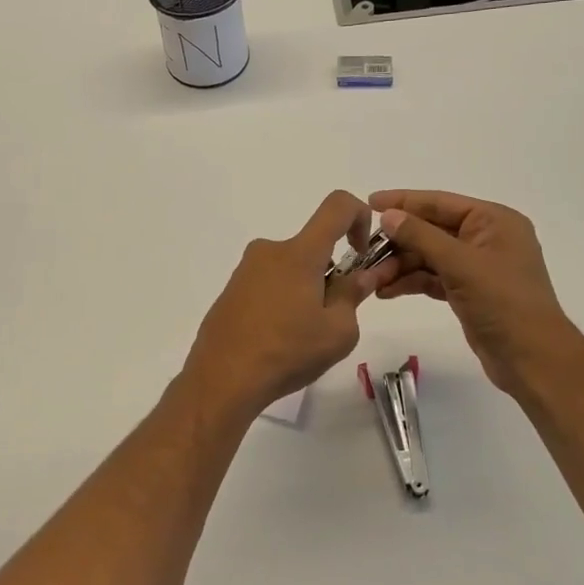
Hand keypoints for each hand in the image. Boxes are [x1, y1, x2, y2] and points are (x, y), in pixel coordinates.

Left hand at [180, 191, 379, 417]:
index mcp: (299, 252)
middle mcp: (270, 250)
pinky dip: (283, 301)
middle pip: (313, 247)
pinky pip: (269, 283)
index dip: (361, 217)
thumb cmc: (287, 352)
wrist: (222, 378)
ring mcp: (246, 269)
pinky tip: (277, 339)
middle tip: (331, 318)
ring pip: (291, 268)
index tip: (361, 253)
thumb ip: (354, 295)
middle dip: (331, 274)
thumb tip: (362, 275)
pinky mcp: (231, 289)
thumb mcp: (338, 331)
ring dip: (306, 290)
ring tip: (302, 336)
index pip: (337, 206)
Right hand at [369, 189, 578, 400]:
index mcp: (493, 221)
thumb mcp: (460, 264)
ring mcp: (476, 266)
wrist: (532, 359)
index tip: (369, 201)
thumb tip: (388, 215)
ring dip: (400, 265)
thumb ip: (421, 236)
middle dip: (398, 241)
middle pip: (431, 230)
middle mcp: (485, 238)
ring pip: (428, 256)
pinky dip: (411, 282)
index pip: (440, 202)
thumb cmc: (503, 302)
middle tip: (363, 249)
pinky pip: (432, 277)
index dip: (404, 201)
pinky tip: (386, 291)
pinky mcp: (468, 291)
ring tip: (370, 279)